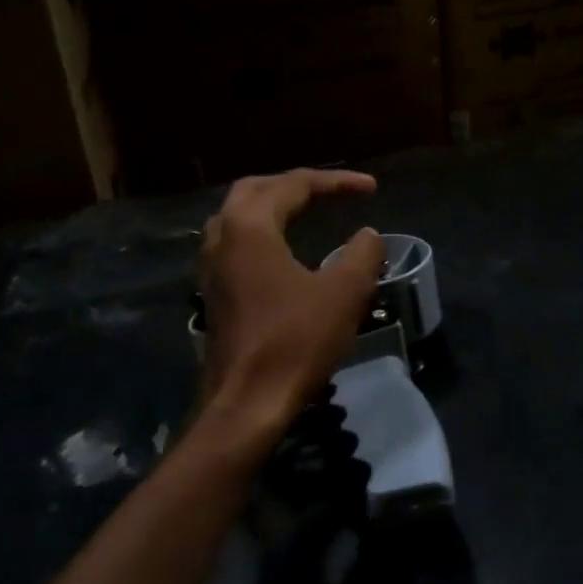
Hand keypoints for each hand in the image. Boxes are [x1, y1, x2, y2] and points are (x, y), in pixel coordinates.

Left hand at [198, 169, 385, 433]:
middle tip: (328, 191)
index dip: (335, 182)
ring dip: (271, 207)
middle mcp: (222, 237)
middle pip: (255, 190)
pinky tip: (281, 253)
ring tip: (304, 212)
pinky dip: (260, 234)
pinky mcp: (213, 293)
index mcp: (250, 226)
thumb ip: (362, 254)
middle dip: (293, 185)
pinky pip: (234, 245)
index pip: (294, 185)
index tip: (371, 189)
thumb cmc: (295, 341)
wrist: (248, 401)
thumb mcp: (344, 293)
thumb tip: (367, 235)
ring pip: (237, 217)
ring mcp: (211, 267)